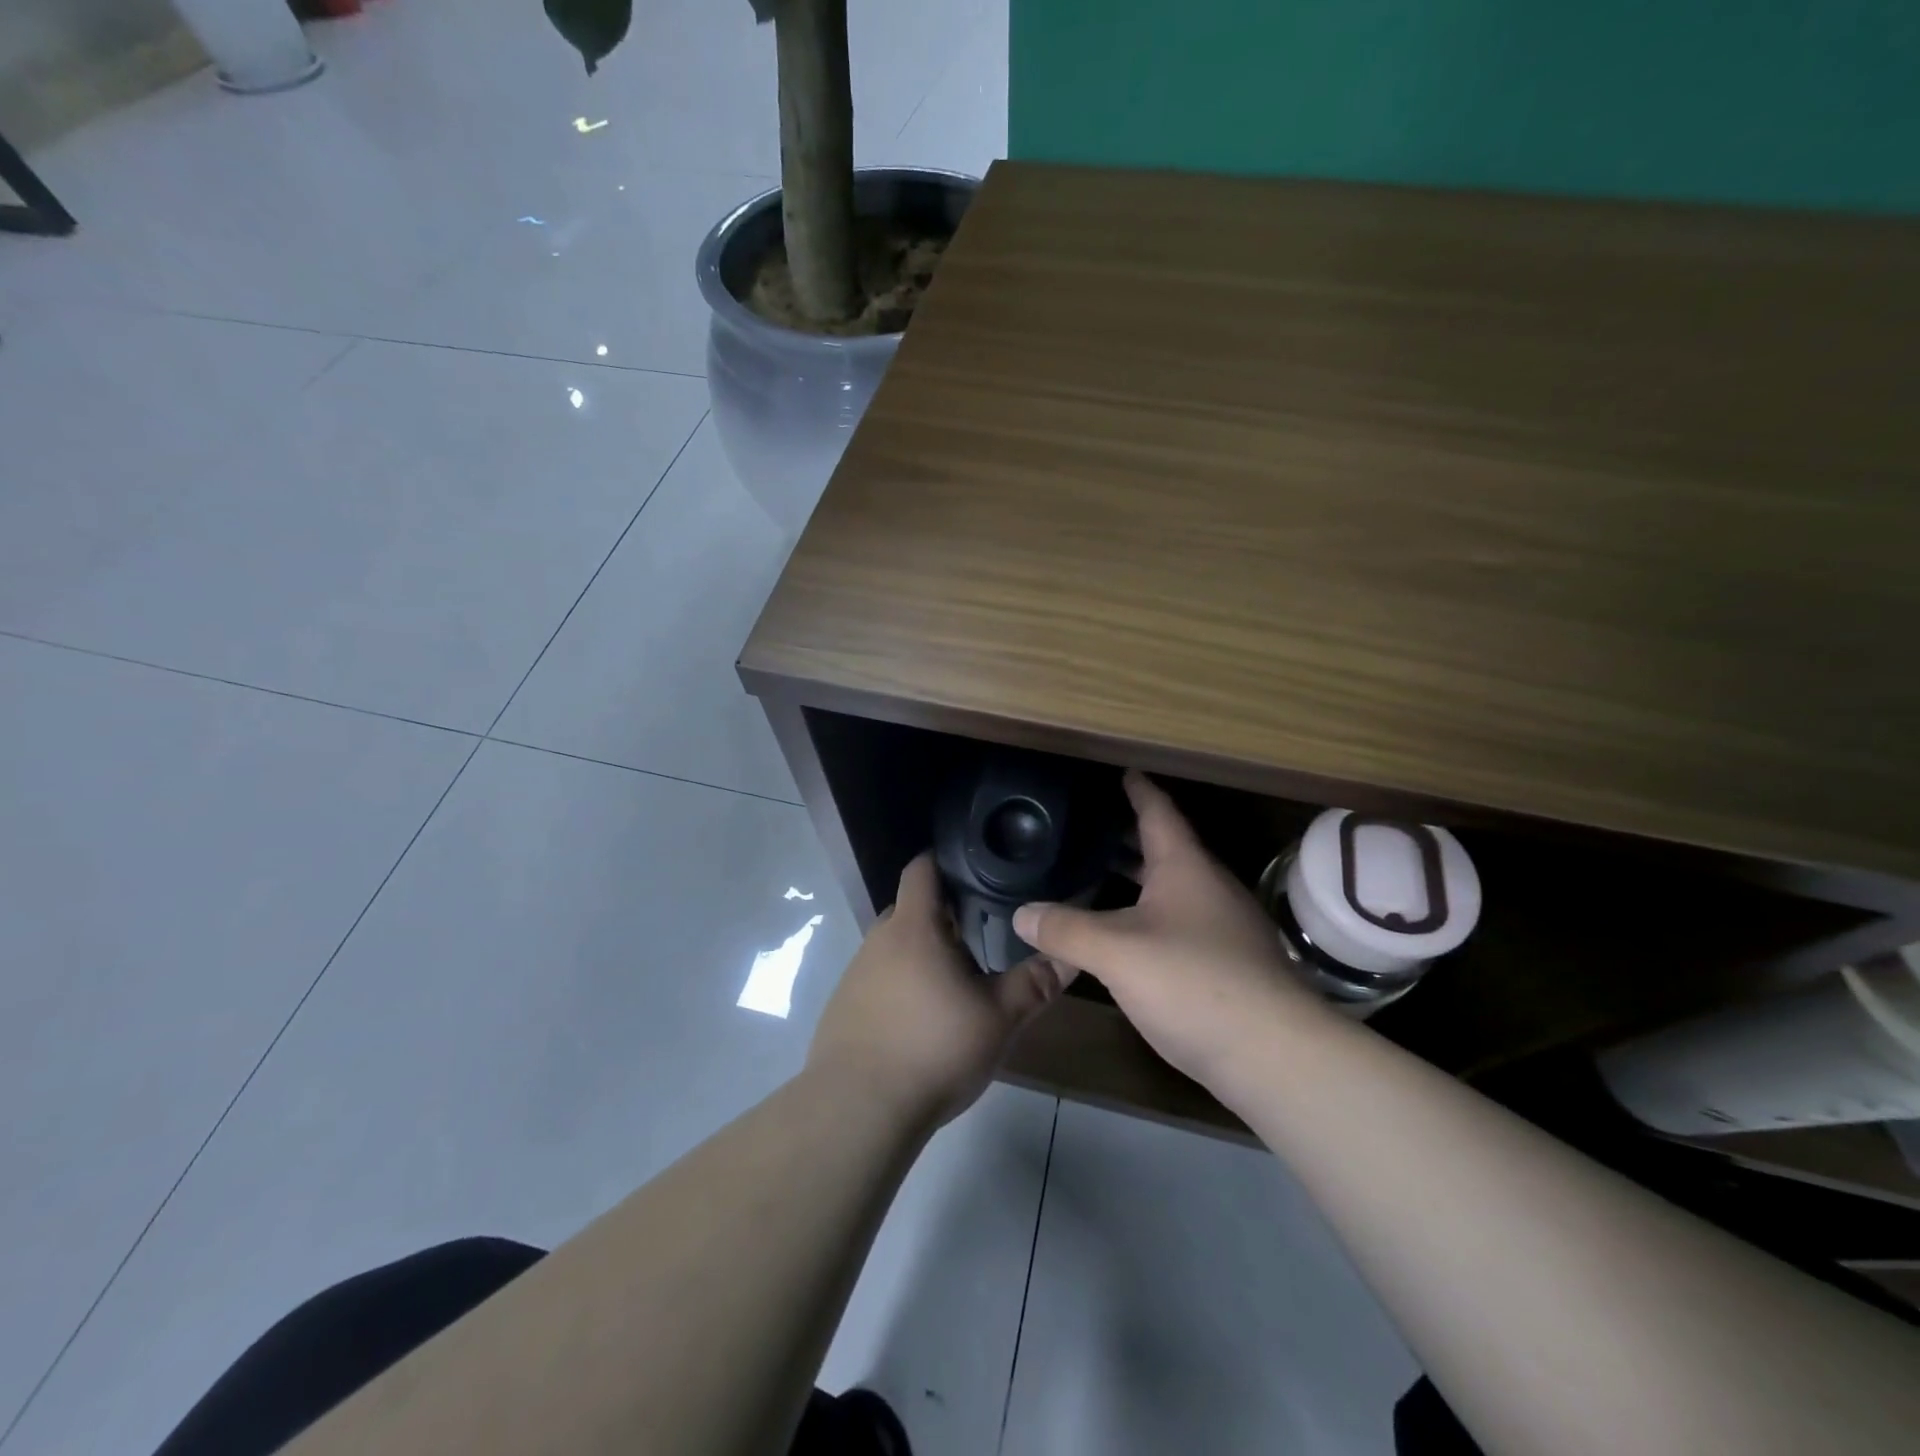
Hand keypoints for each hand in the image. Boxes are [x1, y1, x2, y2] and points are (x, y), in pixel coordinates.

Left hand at [809, 852, 1067, 1125]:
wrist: (858, 1109)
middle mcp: (879, 940)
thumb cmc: (933, 1049)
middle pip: (910, 909)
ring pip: (894, 947)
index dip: (945, 861)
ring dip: (921, 954)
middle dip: (942, 915)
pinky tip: (920, 1020)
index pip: (922, 868)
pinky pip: (878, 980)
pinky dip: (900, 986)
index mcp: (914, 927)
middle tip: (979, 933)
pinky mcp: (842, 1007)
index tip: (976, 870)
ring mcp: (855, 973)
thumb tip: (1072, 956)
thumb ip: (1035, 984)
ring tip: (955, 980)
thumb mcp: (997, 1018)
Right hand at [1013, 771, 1329, 1090]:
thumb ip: (1065, 930)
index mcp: (1185, 867)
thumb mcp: (1116, 953)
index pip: (1158, 812)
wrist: (1274, 1055)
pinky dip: (1147, 915)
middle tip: (1087, 829)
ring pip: (1172, 889)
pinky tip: (1125, 937)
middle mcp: (1208, 887)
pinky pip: (1178, 923)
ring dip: (1137, 880)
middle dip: (1127, 837)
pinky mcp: (1227, 964)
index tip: (1122, 771)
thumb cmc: (1193, 982)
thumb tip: (1021, 914)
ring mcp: (1223, 927)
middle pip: (1164, 850)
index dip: (1138, 790)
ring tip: (1095, 876)